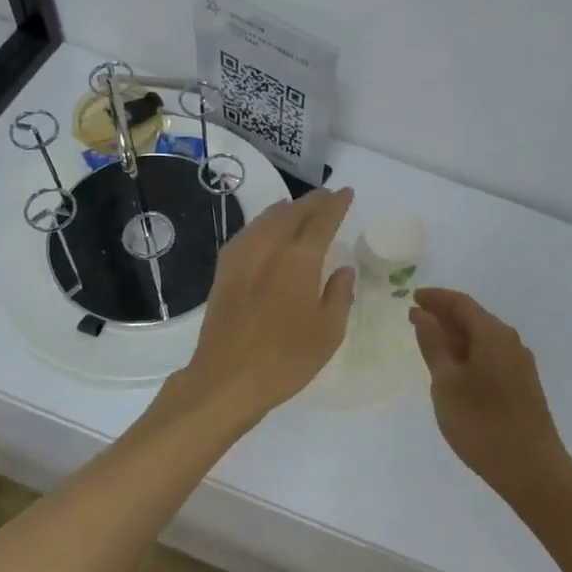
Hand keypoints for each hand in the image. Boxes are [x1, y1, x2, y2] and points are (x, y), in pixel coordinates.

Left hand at [170, 187, 356, 429]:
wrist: (226, 379)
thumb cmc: (286, 359)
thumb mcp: (328, 332)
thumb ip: (339, 295)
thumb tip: (343, 269)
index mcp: (300, 259)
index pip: (323, 220)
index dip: (337, 204)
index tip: (346, 193)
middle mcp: (270, 247)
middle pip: (293, 212)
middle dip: (312, 201)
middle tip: (327, 197)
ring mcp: (242, 256)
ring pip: (267, 218)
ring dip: (287, 209)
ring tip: (298, 208)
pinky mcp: (224, 270)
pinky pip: (248, 233)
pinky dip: (264, 224)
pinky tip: (266, 232)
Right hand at [409, 288, 570, 496]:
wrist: (532, 470)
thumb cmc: (482, 423)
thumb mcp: (446, 382)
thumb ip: (433, 344)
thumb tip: (422, 314)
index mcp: (492, 333)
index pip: (460, 303)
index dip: (435, 298)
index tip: (412, 297)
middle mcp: (510, 341)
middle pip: (474, 318)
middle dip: (444, 316)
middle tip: (415, 320)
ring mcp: (520, 364)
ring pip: (483, 338)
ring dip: (456, 336)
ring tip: (430, 345)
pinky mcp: (523, 385)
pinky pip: (491, 355)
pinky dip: (469, 354)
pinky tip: (455, 371)